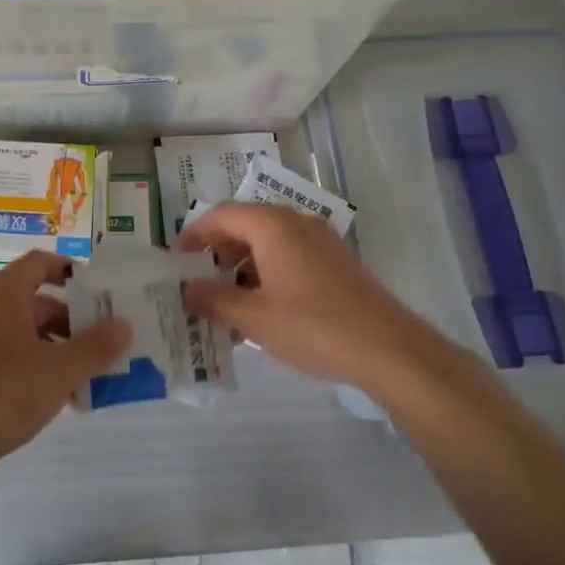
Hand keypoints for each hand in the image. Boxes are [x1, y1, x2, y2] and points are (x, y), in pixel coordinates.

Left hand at [0, 251, 130, 486]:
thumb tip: (123, 325)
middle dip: (70, 321)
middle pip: (34, 301)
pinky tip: (52, 394)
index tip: (96, 290)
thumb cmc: (5, 391)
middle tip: (100, 343)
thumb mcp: (60, 370)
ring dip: (53, 347)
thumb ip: (96, 346)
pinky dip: (30, 364)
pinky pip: (4, 354)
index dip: (69, 270)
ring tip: (83, 376)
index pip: (40, 263)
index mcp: (3, 293)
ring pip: (20, 332)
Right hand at [177, 202, 436, 389]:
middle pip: (245, 225)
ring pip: (268, 242)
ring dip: (241, 266)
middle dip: (217, 251)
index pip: (222, 215)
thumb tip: (186, 289)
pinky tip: (261, 309)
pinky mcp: (335, 262)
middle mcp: (296, 223)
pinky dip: (266, 273)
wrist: (389, 349)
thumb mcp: (254, 318)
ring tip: (225, 302)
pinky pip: (289, 256)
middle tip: (197, 281)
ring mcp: (320, 241)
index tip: (176, 259)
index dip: (194, 233)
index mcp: (273, 226)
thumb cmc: (314, 326)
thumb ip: (213, 299)